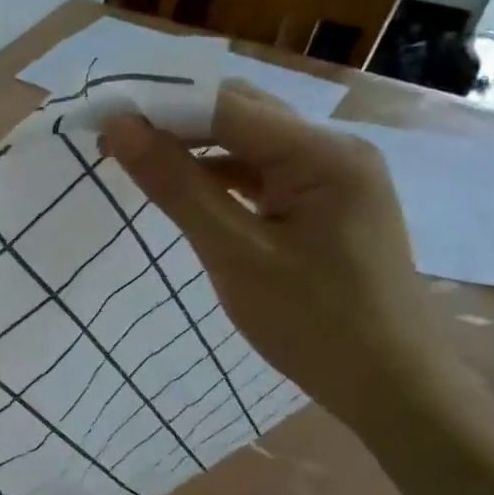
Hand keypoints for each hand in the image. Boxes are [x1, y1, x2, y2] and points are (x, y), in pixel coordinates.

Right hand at [100, 79, 451, 429]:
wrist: (391, 389)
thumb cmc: (314, 323)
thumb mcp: (234, 253)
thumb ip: (176, 186)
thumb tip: (119, 129)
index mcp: (322, 153)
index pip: (225, 105)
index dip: (159, 106)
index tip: (102, 119)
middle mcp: (333, 149)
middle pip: (239, 114)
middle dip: (173, 121)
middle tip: (111, 141)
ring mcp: (332, 176)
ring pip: (247, 142)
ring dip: (192, 146)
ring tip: (136, 160)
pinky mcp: (323, 203)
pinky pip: (260, 172)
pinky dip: (217, 175)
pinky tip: (182, 188)